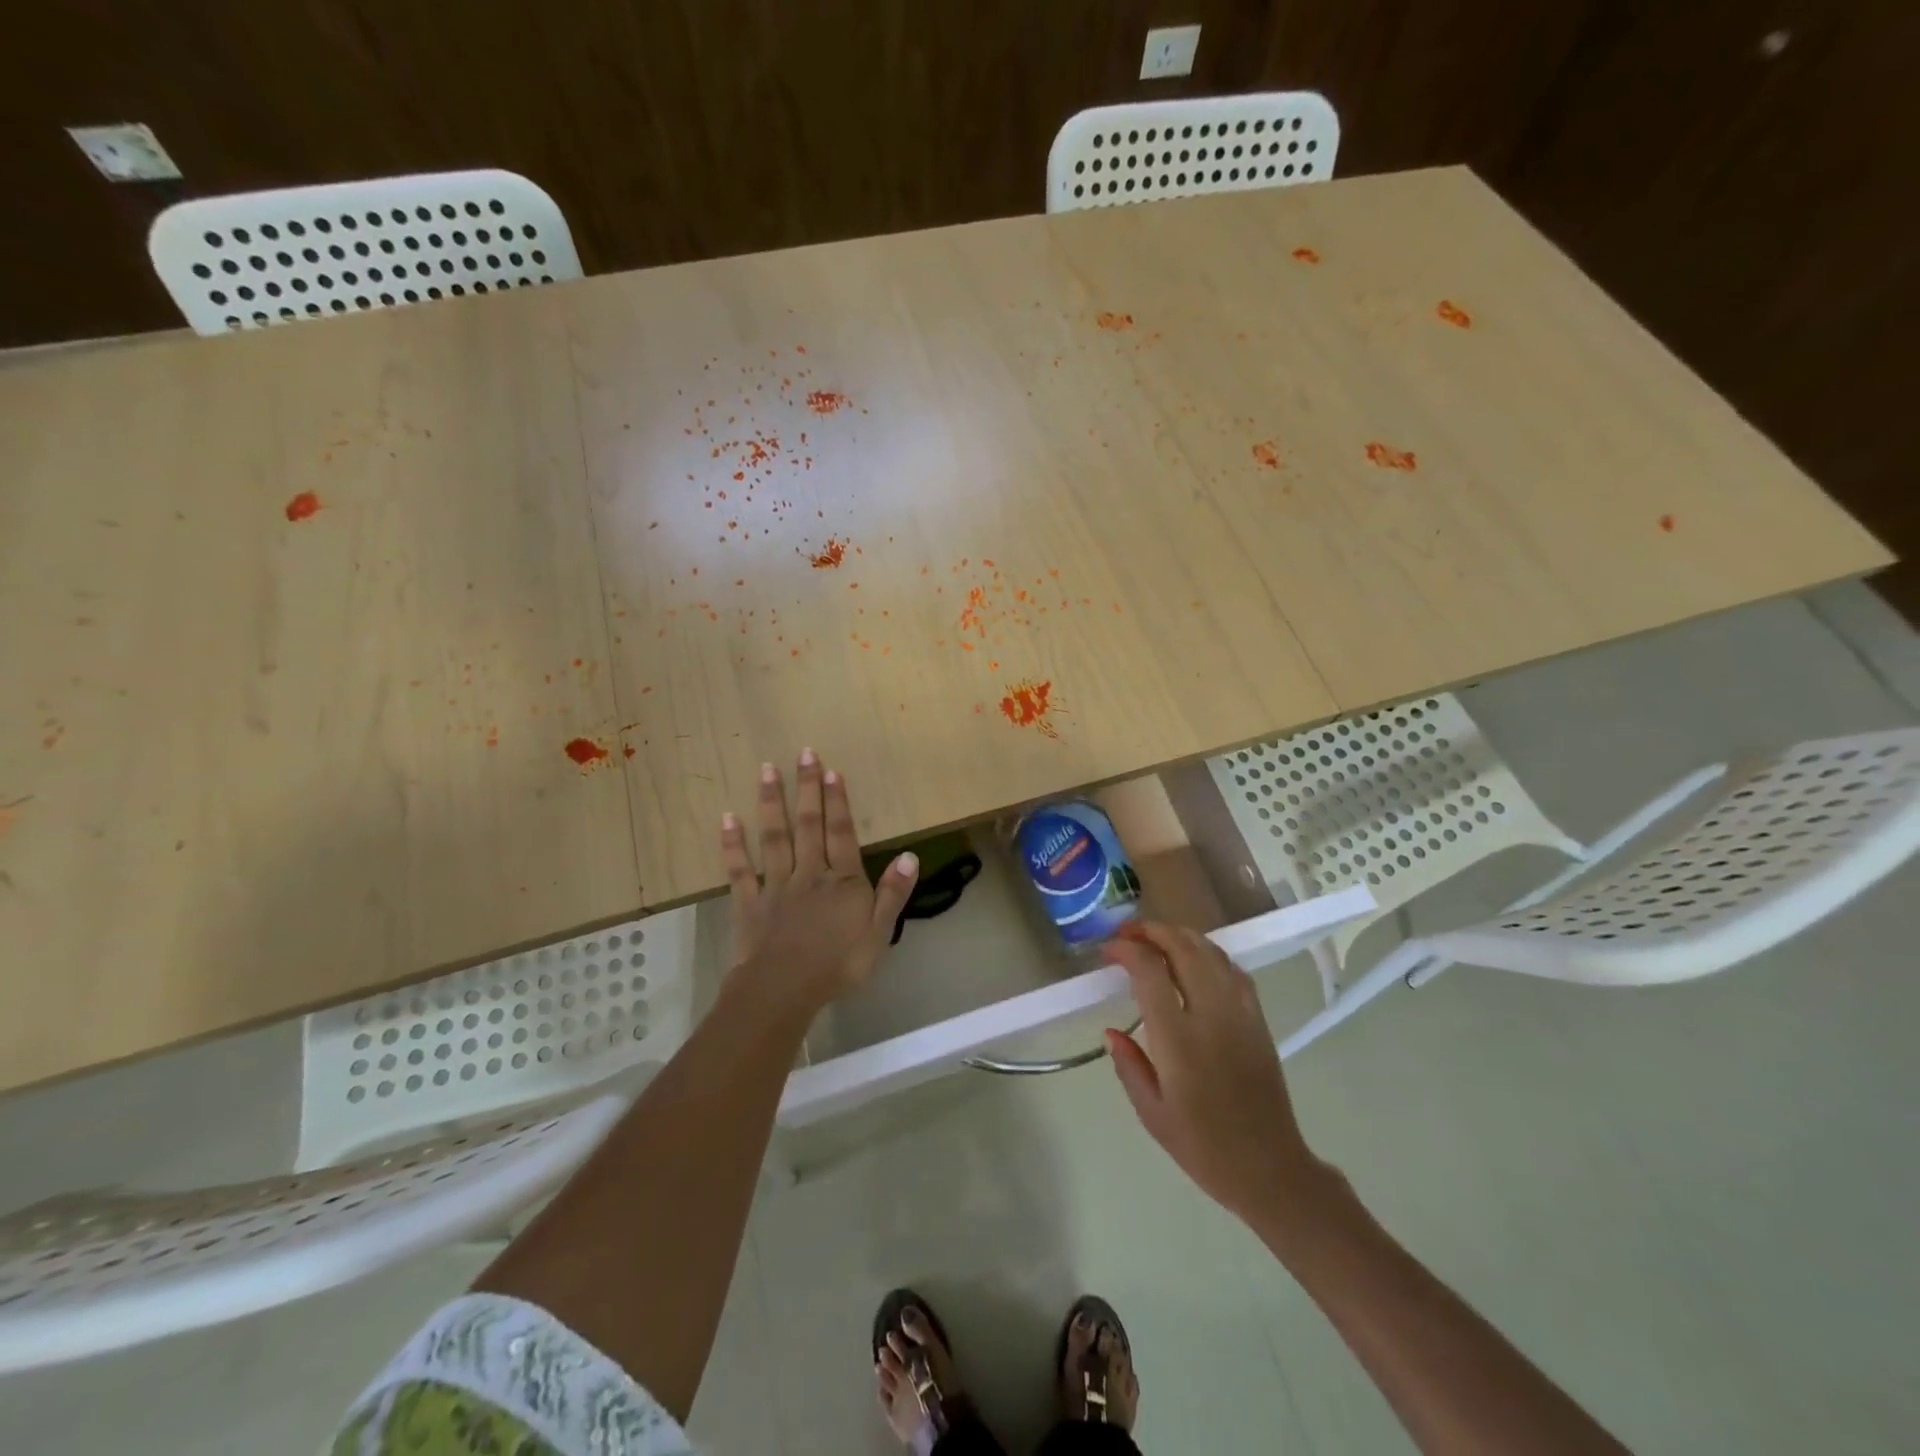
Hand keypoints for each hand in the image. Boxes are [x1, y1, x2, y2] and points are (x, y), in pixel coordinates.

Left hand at [720, 748, 918, 1013]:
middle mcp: (810, 873)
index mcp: (843, 881)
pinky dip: (733, 844)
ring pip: (775, 837)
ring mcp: (776, 886)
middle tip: (803, 753)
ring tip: (766, 770)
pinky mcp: (749, 903)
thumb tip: (909, 855)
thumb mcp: (879, 933)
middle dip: (807, 788)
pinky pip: (740, 870)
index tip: (832, 770)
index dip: (838, 801)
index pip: (841, 833)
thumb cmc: (839, 965)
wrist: (784, 991)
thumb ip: (893, 893)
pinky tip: (727, 819)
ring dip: (771, 802)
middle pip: (809, 824)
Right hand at [1104, 922, 1328, 1226]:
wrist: (1270, 1169)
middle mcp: (1212, 1016)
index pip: (1150, 972)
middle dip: (1152, 931)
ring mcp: (1240, 1014)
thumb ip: (1128, 1065)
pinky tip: (1194, 960)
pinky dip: (1208, 953)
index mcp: (1179, 1041)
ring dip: (1180, 936)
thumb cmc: (1203, 1147)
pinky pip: (1233, 969)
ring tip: (1155, 939)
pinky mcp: (1258, 1019)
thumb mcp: (1151, 1113)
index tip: (1108, 951)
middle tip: (1127, 934)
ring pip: (1211, 952)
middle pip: (1183, 948)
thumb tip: (1110, 1030)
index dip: (1126, 950)